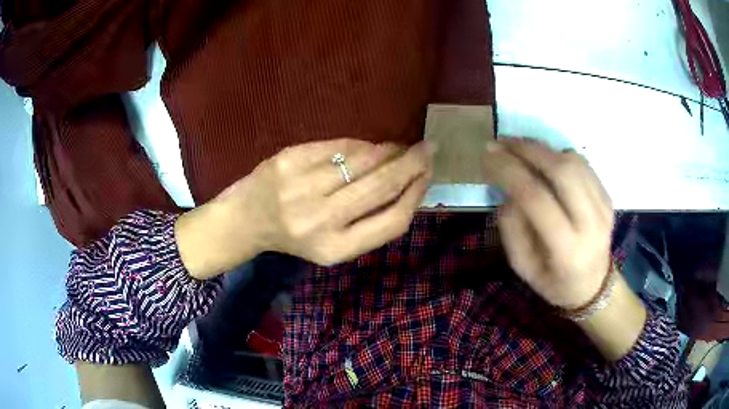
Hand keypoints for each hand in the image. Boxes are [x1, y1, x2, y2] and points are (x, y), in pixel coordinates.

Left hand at [177, 139, 433, 277]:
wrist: (246, 221)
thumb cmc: (293, 237)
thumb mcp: (333, 245)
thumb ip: (369, 221)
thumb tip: (410, 182)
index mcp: (335, 249)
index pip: (392, 221)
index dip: (416, 194)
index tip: (428, 176)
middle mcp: (320, 220)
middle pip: (382, 185)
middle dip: (412, 163)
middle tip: (427, 149)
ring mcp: (302, 187)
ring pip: (363, 160)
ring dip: (389, 150)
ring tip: (399, 147)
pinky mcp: (289, 160)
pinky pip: (339, 145)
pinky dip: (360, 144)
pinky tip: (368, 146)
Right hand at [483, 139, 613, 308]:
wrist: (593, 286)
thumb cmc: (554, 282)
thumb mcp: (523, 267)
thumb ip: (512, 228)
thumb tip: (508, 189)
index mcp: (567, 250)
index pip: (536, 198)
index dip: (509, 171)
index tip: (487, 157)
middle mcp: (590, 224)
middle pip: (562, 171)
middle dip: (527, 150)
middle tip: (501, 143)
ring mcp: (604, 207)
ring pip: (574, 162)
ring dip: (543, 149)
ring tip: (519, 147)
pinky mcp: (608, 197)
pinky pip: (583, 164)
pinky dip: (559, 155)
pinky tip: (544, 160)